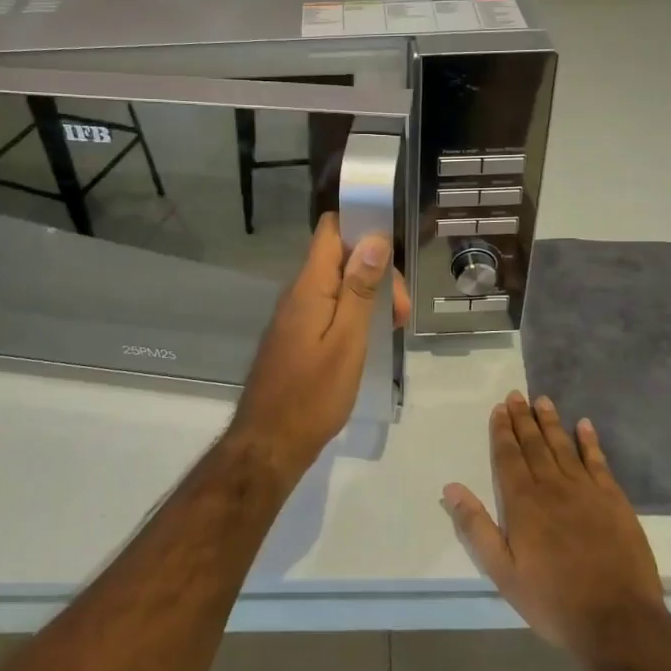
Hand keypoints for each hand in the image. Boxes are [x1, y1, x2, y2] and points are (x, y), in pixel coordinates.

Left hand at [227, 214, 409, 477]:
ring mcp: (295, 316)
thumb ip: (359, 289)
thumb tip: (373, 238)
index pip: (331, 230)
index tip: (395, 249)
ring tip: (393, 328)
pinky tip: (370, 339)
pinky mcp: (296, 337)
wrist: (270, 443)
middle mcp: (298, 293)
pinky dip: (353, 315)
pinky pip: (328, 308)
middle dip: (376, 274)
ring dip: (368, 296)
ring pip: (336, 285)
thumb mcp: (348, 340)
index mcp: (310, 286)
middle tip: (401, 313)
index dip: (362, 227)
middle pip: (340, 258)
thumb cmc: (313, 394)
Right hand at [442, 392, 665, 663]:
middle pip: (535, 445)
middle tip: (517, 395)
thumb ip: (476, 527)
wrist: (618, 621)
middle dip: (523, 419)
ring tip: (543, 401)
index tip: (499, 408)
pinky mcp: (614, 501)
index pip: (509, 457)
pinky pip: (599, 462)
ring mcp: (587, 491)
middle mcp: (553, 487)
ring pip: (564, 446)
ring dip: (552, 423)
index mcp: (523, 503)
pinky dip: (590, 442)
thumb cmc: (553, 600)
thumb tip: (451, 488)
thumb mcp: (503, 572)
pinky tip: (584, 425)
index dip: (502, 431)